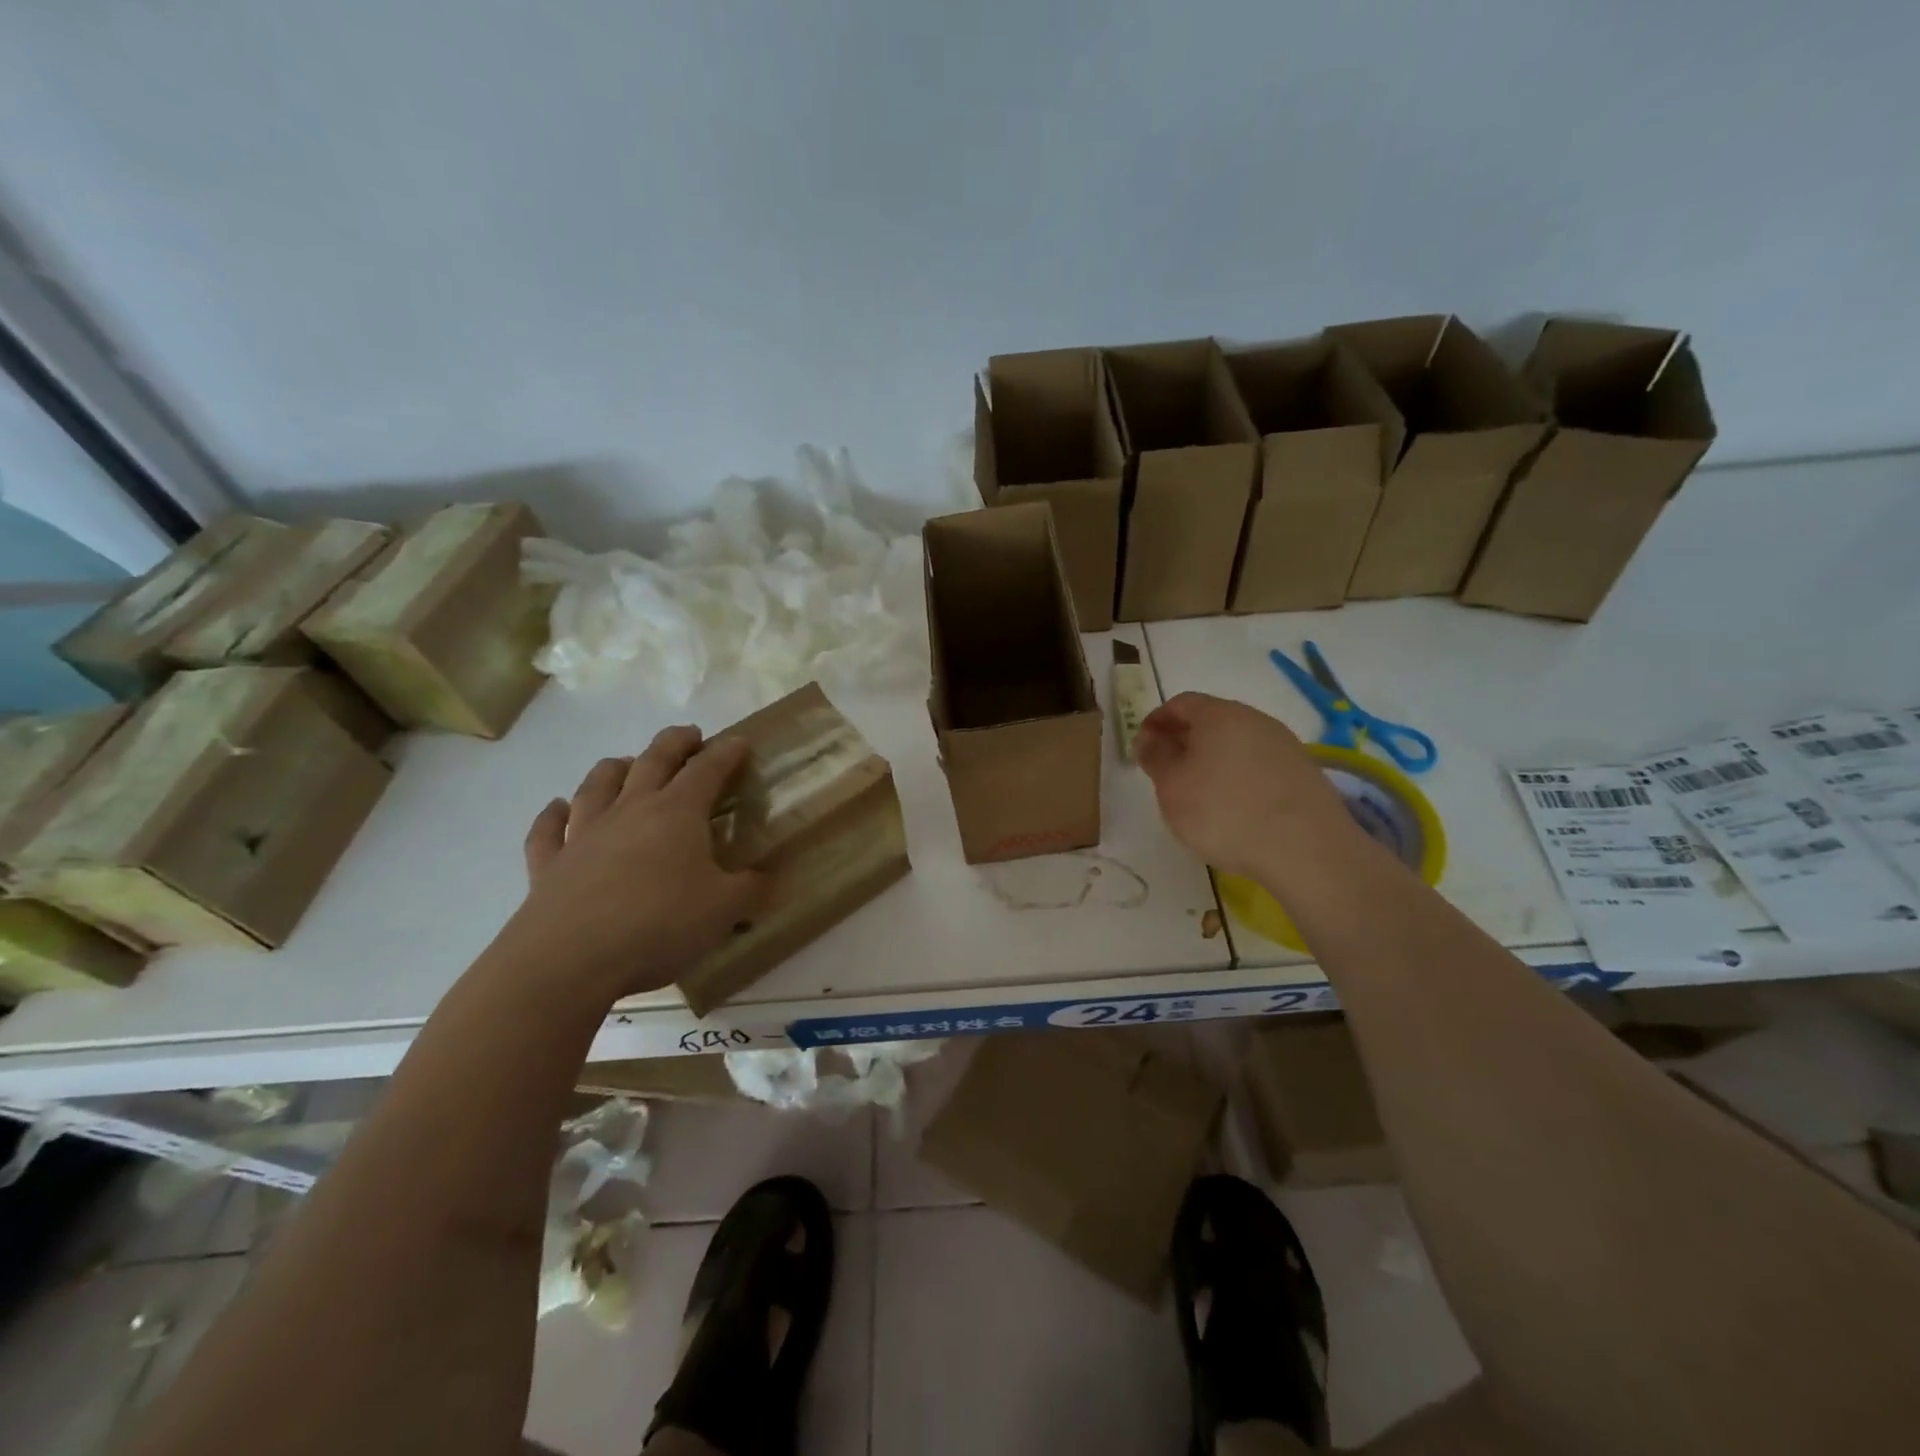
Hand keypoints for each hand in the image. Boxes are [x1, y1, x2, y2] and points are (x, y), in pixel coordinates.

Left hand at [508, 725, 766, 1002]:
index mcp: (676, 813)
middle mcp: (630, 811)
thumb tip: (770, 879)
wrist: (568, 959)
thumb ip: (752, 890)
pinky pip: (548, 829)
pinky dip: (553, 814)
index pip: (707, 770)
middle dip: (675, 743)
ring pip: (598, 785)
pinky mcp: (548, 864)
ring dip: (615, 768)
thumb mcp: (724, 910)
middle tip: (689, 736)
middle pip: (653, 761)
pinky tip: (557, 808)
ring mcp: (583, 834)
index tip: (739, 742)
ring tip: (625, 763)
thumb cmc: (658, 925)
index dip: (725, 753)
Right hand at [1134, 692, 1357, 879]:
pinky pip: (1260, 764)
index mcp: (1218, 715)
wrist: (1305, 848)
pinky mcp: (1304, 772)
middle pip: (1212, 720)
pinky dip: (1240, 776)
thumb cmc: (1223, 811)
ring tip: (1200, 792)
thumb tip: (1148, 738)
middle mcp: (1254, 719)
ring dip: (1214, 758)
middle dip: (1185, 740)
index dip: (1157, 721)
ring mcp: (1284, 745)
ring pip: (1238, 742)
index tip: (1143, 748)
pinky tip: (1235, 806)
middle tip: (1168, 770)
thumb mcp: (1172, 787)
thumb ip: (1156, 757)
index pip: (1180, 703)